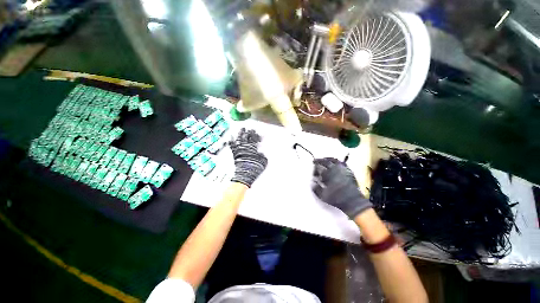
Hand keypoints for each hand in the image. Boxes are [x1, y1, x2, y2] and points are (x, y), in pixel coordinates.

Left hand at [229, 128, 267, 187]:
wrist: (245, 174)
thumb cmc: (255, 168)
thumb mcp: (263, 161)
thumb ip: (263, 156)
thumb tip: (261, 153)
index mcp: (252, 148)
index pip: (254, 139)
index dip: (255, 135)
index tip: (255, 131)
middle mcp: (245, 147)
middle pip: (246, 137)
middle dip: (247, 132)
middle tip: (248, 129)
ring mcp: (239, 150)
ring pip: (239, 139)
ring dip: (240, 134)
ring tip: (241, 129)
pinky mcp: (234, 154)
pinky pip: (232, 145)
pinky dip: (231, 141)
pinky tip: (230, 138)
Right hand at [312, 157, 371, 218]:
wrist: (353, 201)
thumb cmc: (337, 198)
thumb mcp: (323, 196)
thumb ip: (316, 188)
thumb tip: (313, 183)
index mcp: (328, 174)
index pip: (319, 167)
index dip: (315, 168)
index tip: (313, 170)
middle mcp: (335, 169)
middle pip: (326, 161)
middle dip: (319, 160)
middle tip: (315, 160)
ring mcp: (343, 169)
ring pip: (334, 160)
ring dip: (328, 159)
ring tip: (325, 159)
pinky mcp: (349, 171)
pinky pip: (342, 163)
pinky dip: (337, 162)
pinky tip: (336, 163)